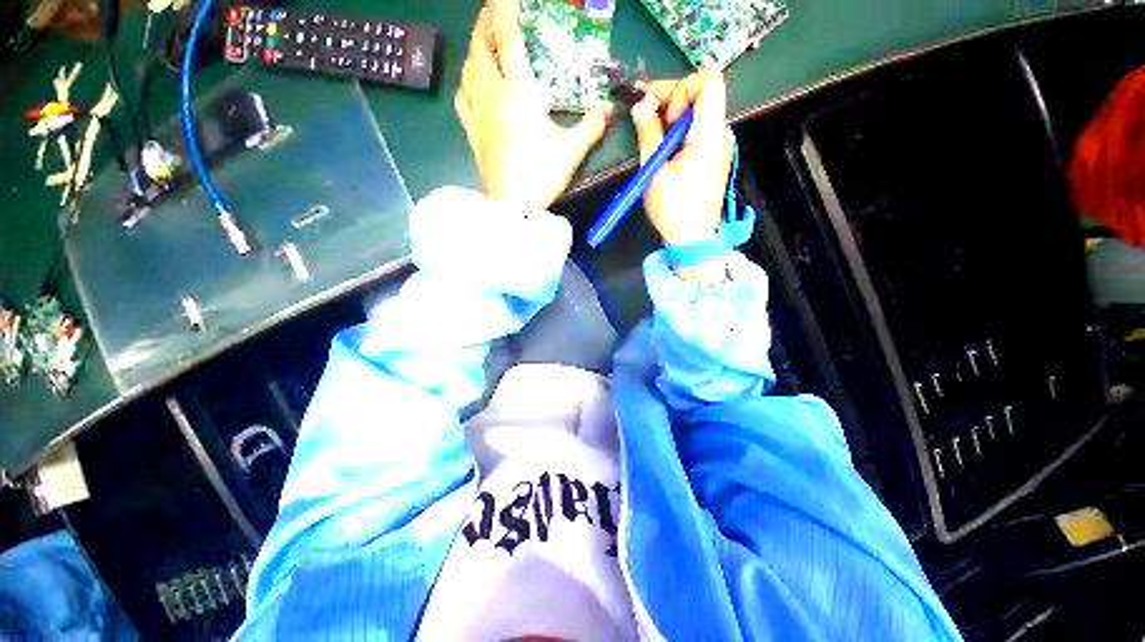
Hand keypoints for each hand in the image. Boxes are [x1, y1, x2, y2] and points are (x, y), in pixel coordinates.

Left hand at [455, 0, 613, 212]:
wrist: (514, 208)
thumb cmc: (542, 177)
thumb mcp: (572, 151)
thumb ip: (592, 125)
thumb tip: (610, 107)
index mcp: (518, 95)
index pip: (508, 40)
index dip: (505, 10)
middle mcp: (492, 96)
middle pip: (479, 47)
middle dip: (485, 24)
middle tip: (494, 14)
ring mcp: (478, 115)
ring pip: (467, 69)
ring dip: (474, 50)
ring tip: (484, 45)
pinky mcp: (471, 133)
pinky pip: (461, 97)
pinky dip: (466, 81)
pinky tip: (472, 83)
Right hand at [630, 72, 734, 283]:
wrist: (693, 239)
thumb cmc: (673, 209)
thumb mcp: (654, 172)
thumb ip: (648, 134)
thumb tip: (640, 105)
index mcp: (708, 134)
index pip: (709, 81)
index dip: (681, 86)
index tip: (661, 110)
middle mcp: (720, 133)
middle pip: (701, 94)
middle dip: (670, 98)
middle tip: (644, 115)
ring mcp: (719, 144)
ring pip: (698, 112)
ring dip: (672, 115)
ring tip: (649, 133)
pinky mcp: (713, 155)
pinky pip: (698, 130)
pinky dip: (678, 130)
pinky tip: (662, 146)